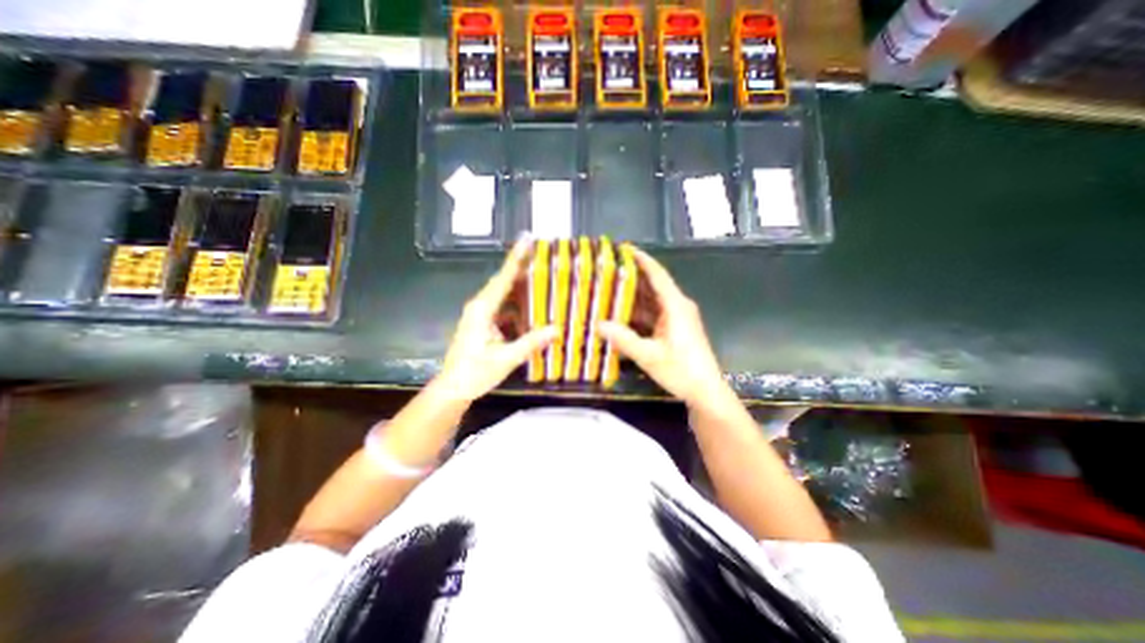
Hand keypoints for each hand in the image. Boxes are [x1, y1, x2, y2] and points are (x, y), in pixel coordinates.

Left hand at [434, 241, 558, 400]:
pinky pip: (503, 308)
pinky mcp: (483, 324)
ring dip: (521, 287)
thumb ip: (531, 343)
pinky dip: (517, 306)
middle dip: (521, 267)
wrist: (453, 388)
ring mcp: (480, 315)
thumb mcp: (505, 358)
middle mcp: (480, 306)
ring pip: (504, 295)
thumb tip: (557, 329)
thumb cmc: (475, 373)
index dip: (516, 258)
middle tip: (542, 255)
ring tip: (541, 278)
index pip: (503, 279)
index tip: (527, 239)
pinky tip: (532, 309)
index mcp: (482, 309)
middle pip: (503, 282)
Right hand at [595, 247, 727, 406]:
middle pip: (652, 286)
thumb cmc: (682, 370)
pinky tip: (620, 315)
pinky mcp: (673, 329)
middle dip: (631, 278)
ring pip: (651, 301)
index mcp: (675, 306)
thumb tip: (598, 324)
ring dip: (632, 297)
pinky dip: (637, 313)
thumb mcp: (649, 355)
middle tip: (607, 271)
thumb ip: (623, 339)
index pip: (657, 275)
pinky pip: (652, 314)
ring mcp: (675, 318)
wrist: (705, 391)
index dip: (642, 260)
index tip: (624, 249)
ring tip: (608, 290)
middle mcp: (676, 306)